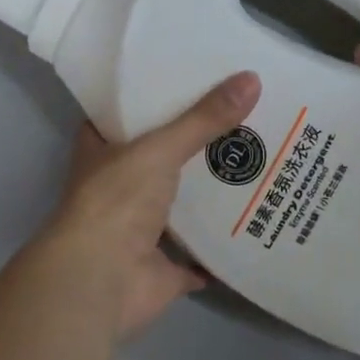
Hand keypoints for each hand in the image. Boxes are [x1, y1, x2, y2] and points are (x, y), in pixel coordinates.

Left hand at [35, 71, 261, 338]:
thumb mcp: (160, 148)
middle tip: (241, 116)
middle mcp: (118, 188)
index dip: (151, 98)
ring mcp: (140, 230)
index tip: (189, 78)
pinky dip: (222, 245)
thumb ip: (204, 119)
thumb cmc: (116, 202)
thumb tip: (252, 78)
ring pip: (181, 204)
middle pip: (161, 158)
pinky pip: (200, 254)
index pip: (124, 115)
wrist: (100, 281)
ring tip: (258, 160)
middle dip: (195, 144)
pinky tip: (257, 222)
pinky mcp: (164, 266)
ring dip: (211, 192)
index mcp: (102, 152)